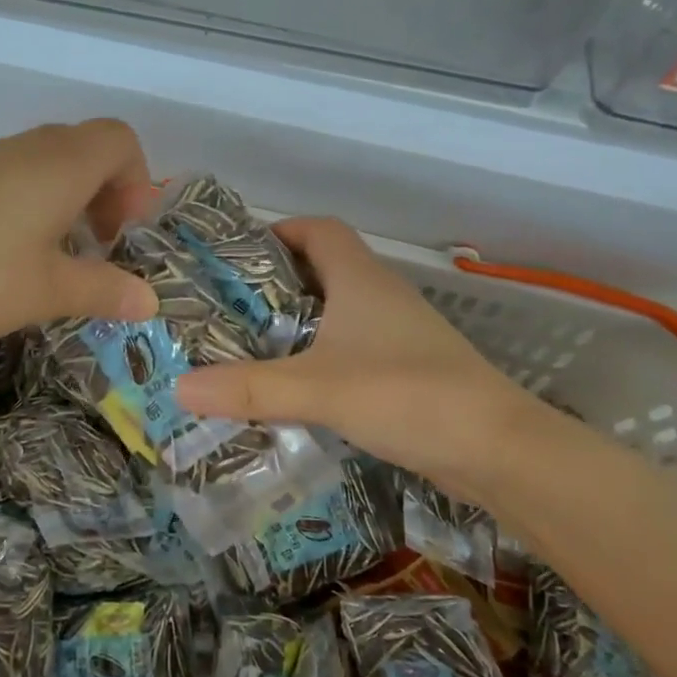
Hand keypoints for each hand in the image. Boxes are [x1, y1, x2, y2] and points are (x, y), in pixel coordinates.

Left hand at [0, 120, 160, 347]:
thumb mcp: (48, 290)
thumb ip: (104, 290)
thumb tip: (149, 302)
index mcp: (63, 164)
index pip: (121, 141)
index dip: (137, 181)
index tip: (124, 232)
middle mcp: (30, 148)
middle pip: (89, 148)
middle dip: (108, 193)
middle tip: (100, 244)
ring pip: (52, 161)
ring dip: (72, 199)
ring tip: (61, 253)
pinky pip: (18, 173)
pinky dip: (37, 200)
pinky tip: (18, 250)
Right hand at [173, 218, 549, 491]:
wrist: (497, 447)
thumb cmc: (405, 393)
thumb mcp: (317, 389)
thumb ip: (249, 388)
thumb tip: (179, 387)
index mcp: (360, 278)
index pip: (320, 228)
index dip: (281, 230)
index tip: (239, 255)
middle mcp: (381, 295)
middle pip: (325, 267)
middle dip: (279, 281)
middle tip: (231, 308)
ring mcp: (400, 332)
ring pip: (340, 310)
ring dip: (301, 321)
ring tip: (253, 346)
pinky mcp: (409, 367)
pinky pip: (354, 346)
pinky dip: (323, 355)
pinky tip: (299, 386)